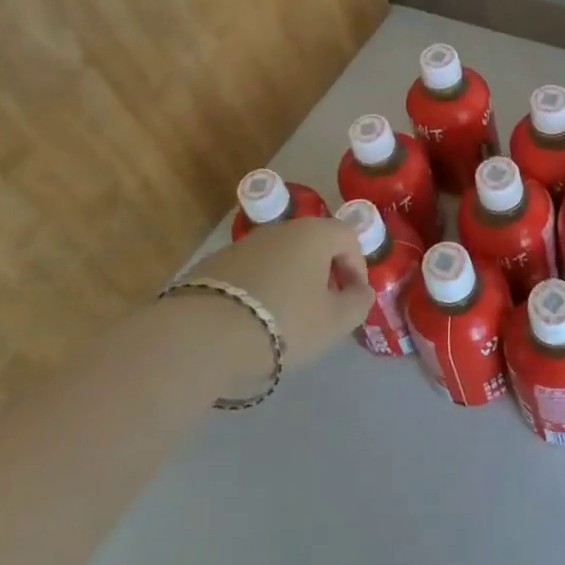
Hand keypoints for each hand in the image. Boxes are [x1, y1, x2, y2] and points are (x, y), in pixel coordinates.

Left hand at [187, 217, 373, 392]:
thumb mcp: (334, 321)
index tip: (353, 298)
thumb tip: (361, 290)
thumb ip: (358, 303)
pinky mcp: (214, 264)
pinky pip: (252, 273)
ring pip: (280, 258)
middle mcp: (280, 229)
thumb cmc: (283, 322)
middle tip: (323, 309)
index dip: (357, 267)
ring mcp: (243, 244)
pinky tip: (253, 321)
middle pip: (313, 245)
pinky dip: (260, 290)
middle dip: (323, 274)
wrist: (203, 334)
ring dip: (291, 282)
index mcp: (313, 234)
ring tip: (286, 319)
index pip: (348, 237)